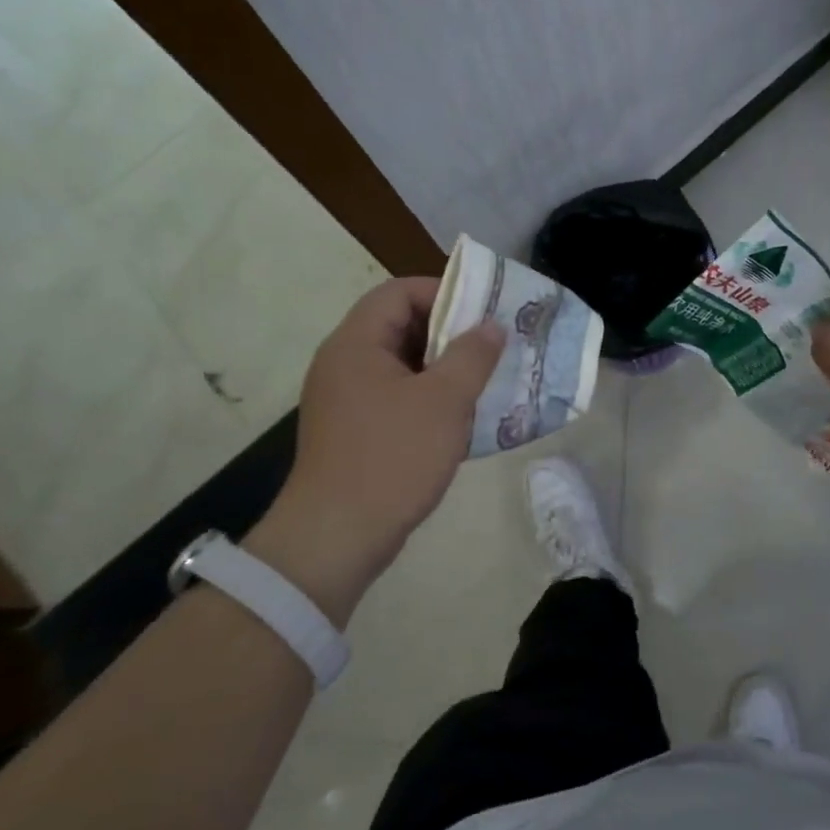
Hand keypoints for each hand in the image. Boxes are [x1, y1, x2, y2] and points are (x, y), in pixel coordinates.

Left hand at [246, 277, 503, 622]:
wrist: (338, 536)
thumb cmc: (393, 457)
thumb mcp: (445, 401)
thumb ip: (472, 356)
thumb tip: (491, 325)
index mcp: (356, 344)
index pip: (398, 292)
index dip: (443, 293)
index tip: (483, 312)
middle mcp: (344, 364)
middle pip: (399, 326)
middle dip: (449, 333)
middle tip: (492, 347)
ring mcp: (345, 400)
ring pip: (401, 365)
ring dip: (443, 368)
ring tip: (484, 380)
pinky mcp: (353, 431)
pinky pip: (396, 397)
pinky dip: (428, 398)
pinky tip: (460, 418)